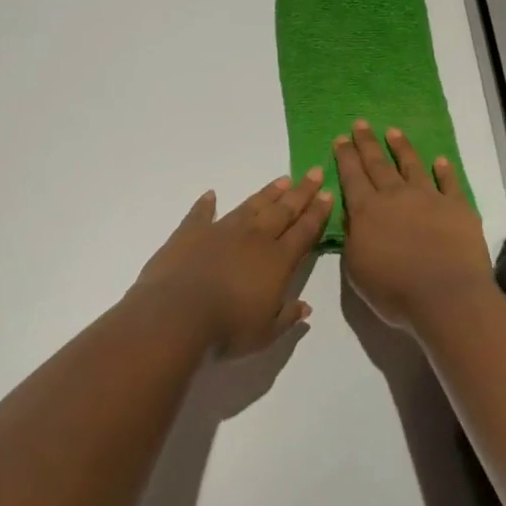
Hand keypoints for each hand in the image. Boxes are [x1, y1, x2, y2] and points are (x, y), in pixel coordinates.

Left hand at [133, 169, 330, 357]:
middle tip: (314, 173)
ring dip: (268, 193)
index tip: (328, 193)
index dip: (318, 213)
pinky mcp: (191, 232)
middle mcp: (254, 238)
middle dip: (301, 192)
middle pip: (283, 210)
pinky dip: (206, 204)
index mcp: (277, 261)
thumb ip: (286, 317)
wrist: (178, 313)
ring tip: (282, 180)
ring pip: (251, 206)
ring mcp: (221, 230)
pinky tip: (211, 195)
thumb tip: (305, 308)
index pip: (304, 231)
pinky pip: (201, 213)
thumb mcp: (265, 333)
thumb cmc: (228, 328)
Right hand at [335, 121, 493, 333]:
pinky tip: (440, 160)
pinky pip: (450, 182)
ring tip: (393, 132)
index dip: (345, 156)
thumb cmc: (394, 290)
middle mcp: (395, 196)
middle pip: (377, 164)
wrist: (447, 298)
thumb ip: (351, 238)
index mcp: (366, 211)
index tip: (340, 138)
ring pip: (411, 166)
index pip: (351, 176)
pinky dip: (444, 170)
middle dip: (367, 143)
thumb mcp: (356, 269)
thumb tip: (351, 215)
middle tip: (360, 124)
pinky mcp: (458, 208)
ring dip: (401, 148)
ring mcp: (429, 198)